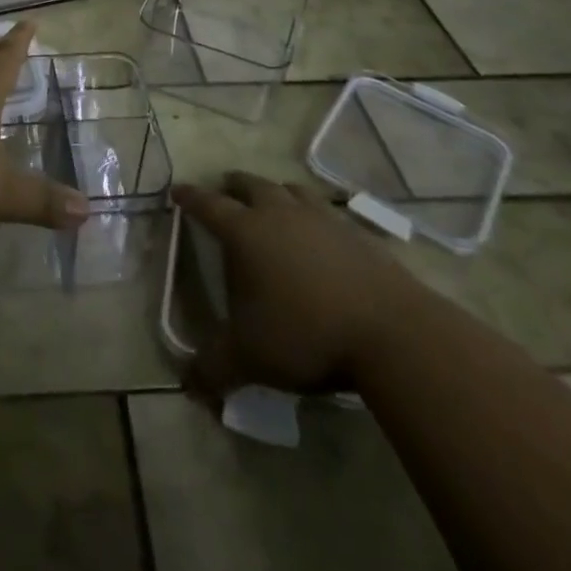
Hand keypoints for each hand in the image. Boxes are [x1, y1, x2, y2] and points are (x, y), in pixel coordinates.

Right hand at [173, 172, 417, 398]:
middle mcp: (280, 214)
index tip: (178, 191)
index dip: (190, 197)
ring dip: (275, 192)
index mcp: (245, 232)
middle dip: (233, 186)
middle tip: (225, 191)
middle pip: (250, 185)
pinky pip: (327, 211)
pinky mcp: (357, 233)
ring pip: (290, 190)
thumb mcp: (250, 358)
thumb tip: (187, 386)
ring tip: (272, 203)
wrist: (392, 333)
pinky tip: (319, 233)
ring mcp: (322, 219)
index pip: (208, 205)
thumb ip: (214, 368)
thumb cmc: (306, 335)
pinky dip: (314, 214)